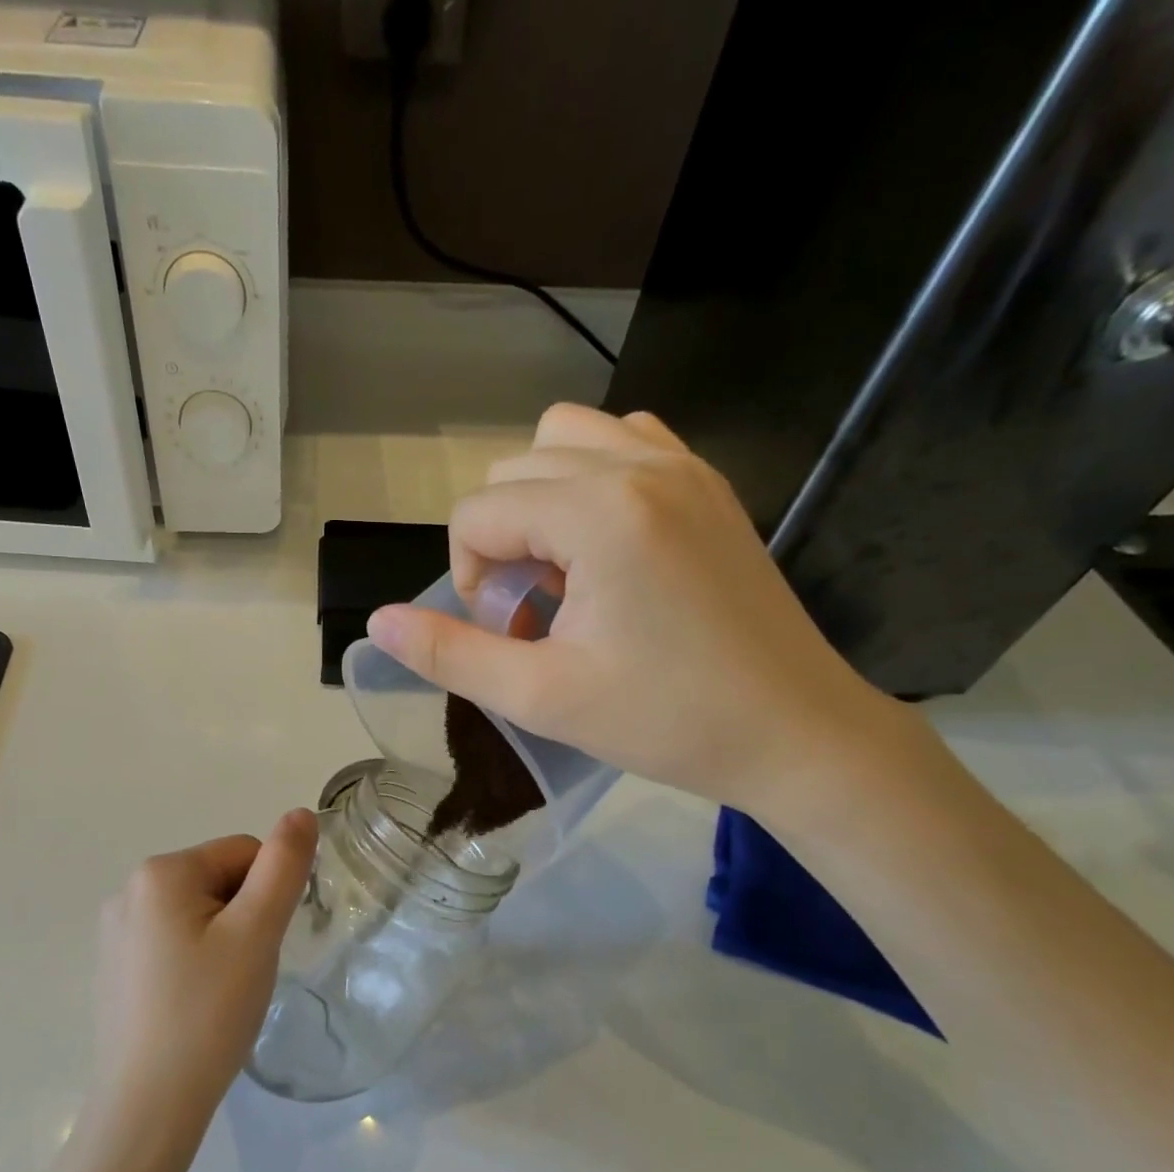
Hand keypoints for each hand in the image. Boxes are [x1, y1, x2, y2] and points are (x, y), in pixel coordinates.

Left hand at [93, 811, 317, 1151]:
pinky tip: (194, 1005)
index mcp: (160, 872)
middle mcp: (128, 890)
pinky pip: (173, 941)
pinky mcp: (114, 967)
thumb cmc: (208, 1012)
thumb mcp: (257, 932)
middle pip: (218, 879)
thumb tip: (300, 812)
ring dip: (223, 940)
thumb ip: (283, 865)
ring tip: (220, 992)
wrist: (147, 1109)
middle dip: (243, 917)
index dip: (267, 895)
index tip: (261, 946)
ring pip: (199, 912)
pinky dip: (196, 962)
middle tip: (243, 972)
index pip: (243, 852)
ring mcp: (116, 931)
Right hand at [365, 403, 907, 815]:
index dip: (470, 578)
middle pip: (513, 468)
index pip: (478, 513)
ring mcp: (683, 464)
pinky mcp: (709, 482)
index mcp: (598, 512)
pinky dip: (591, 480)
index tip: (510, 634)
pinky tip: (607, 546)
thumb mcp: (541, 697)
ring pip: (565, 438)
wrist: (796, 732)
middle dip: (502, 540)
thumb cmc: (667, 720)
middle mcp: (640, 464)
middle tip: (537, 612)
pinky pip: (624, 442)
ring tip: (568, 572)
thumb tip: (377, 623)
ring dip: (540, 500)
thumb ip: (450, 654)